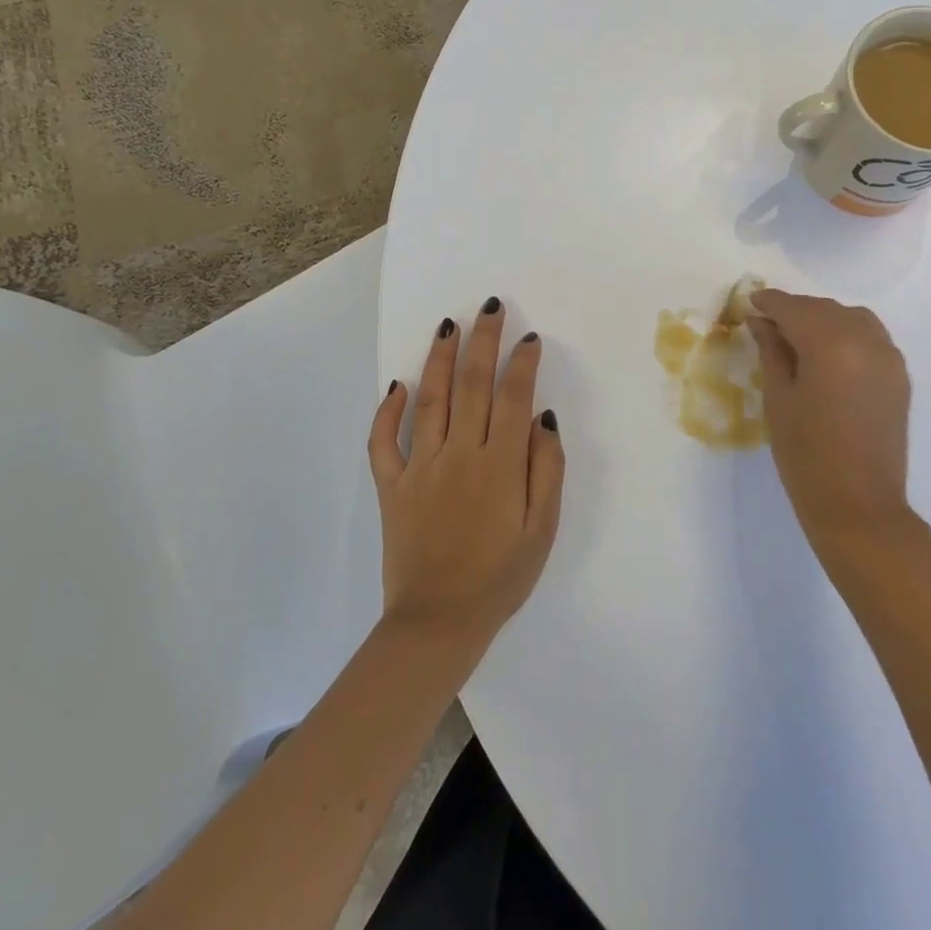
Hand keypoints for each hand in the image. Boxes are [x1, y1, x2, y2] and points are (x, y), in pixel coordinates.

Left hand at [368, 297, 564, 650]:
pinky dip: (387, 412)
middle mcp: (459, 454)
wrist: (439, 622)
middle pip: (473, 385)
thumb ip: (547, 469)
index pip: (513, 397)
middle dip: (483, 341)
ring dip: (440, 359)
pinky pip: (383, 442)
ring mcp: (420, 467)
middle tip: (489, 307)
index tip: (528, 338)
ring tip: (448, 326)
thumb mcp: (543, 529)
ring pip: (430, 400)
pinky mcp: (391, 486)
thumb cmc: (501, 577)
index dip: (522, 363)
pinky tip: (397, 386)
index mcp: (500, 464)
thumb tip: (542, 418)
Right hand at [749, 288, 913, 552]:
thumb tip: (762, 322)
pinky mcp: (899, 376)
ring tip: (797, 337)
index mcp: (831, 344)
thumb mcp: (779, 399)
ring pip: (852, 318)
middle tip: (767, 323)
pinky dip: (846, 334)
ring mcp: (889, 357)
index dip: (770, 302)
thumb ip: (771, 352)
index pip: (795, 309)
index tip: (750, 301)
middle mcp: (866, 340)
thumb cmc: (806, 454)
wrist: (858, 504)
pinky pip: (870, 337)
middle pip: (825, 309)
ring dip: (823, 319)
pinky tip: (828, 353)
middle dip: (795, 310)